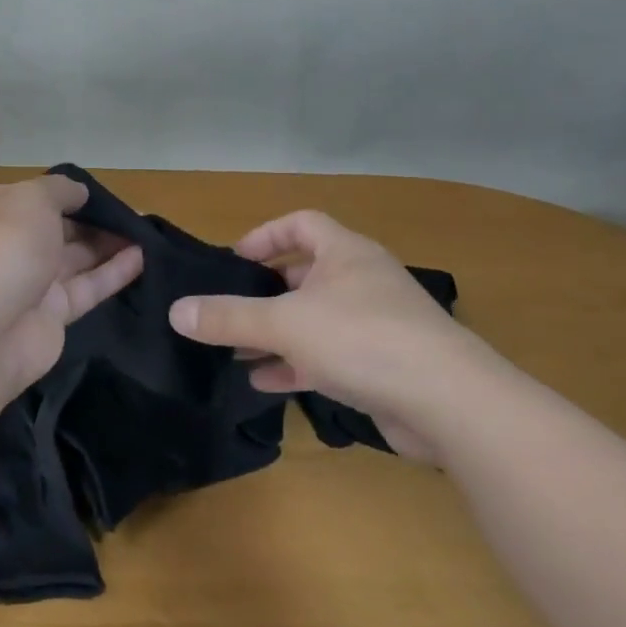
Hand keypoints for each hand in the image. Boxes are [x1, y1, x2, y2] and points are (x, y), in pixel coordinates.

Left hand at [0, 175, 142, 395]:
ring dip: (109, 243)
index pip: (30, 197)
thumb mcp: (30, 200)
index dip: (63, 193)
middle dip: (91, 219)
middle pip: (56, 227)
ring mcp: (29, 282)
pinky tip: (145, 257)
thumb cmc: (1, 249)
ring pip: (75, 258)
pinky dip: (115, 272)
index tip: (99, 192)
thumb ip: (59, 191)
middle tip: (133, 214)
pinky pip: (88, 287)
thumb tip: (79, 192)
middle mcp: (8, 246)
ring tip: (148, 231)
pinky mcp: (52, 315)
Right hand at [168, 210, 510, 460]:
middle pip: (304, 274)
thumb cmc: (363, 339)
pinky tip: (265, 383)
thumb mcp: (286, 324)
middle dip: (264, 293)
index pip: (300, 223)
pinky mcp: (383, 365)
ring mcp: (376, 324)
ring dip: (277, 334)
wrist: (449, 403)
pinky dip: (297, 364)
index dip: (264, 236)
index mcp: (345, 253)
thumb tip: (176, 311)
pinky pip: (329, 355)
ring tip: (235, 351)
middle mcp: (362, 281)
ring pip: (315, 319)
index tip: (233, 261)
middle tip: (227, 311)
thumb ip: (229, 317)